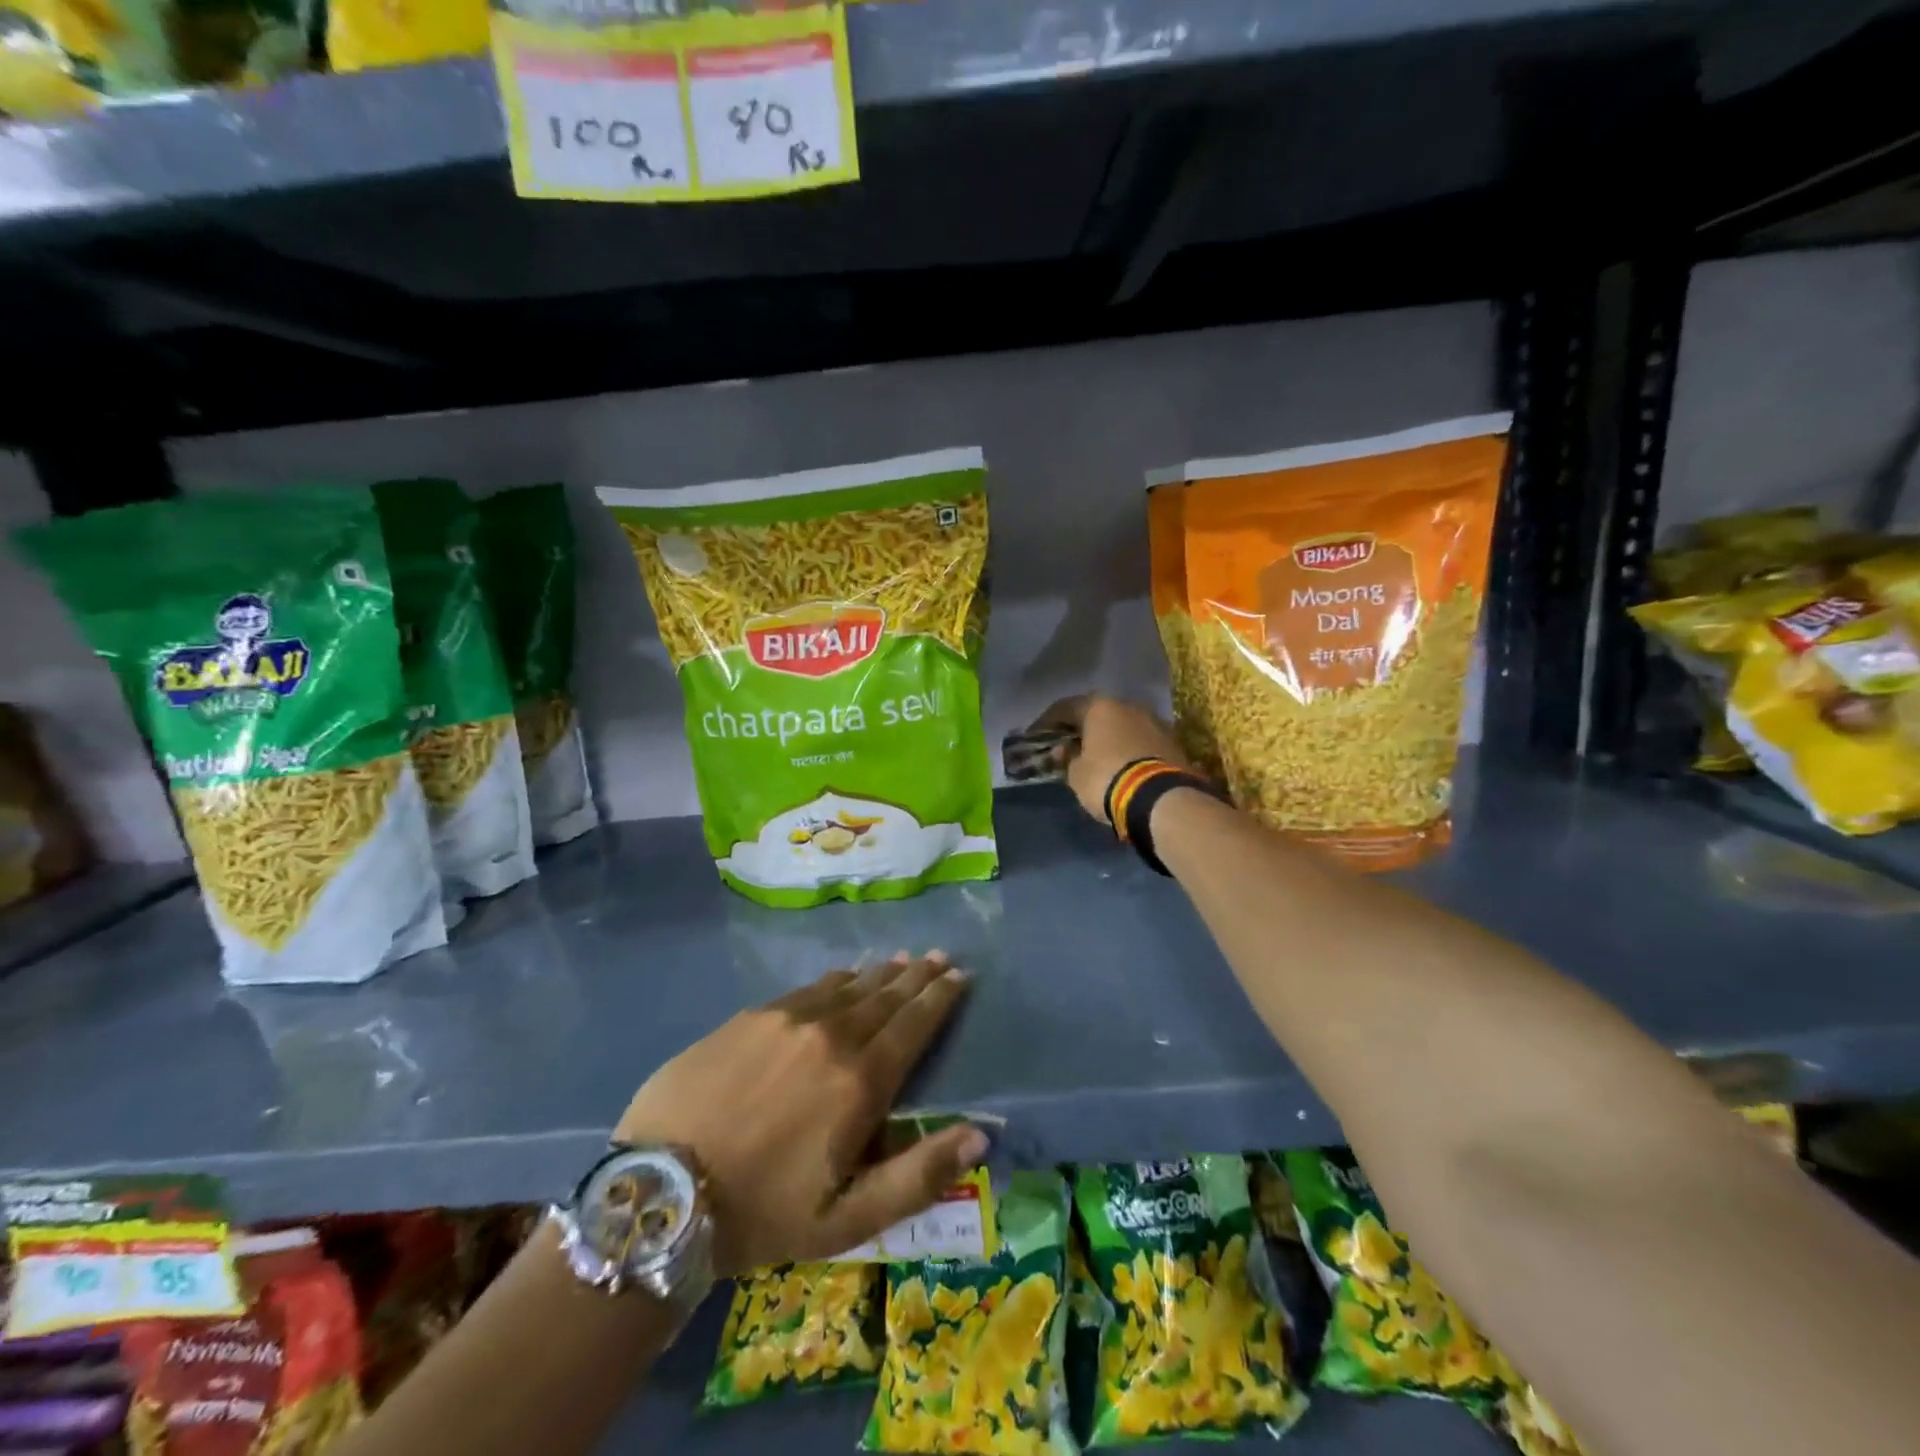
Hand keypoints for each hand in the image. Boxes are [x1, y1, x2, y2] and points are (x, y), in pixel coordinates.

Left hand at [614, 952, 982, 1276]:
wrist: (661, 1191)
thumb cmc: (762, 1213)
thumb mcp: (848, 1220)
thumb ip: (918, 1175)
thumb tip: (981, 1135)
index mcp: (860, 1082)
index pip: (913, 1026)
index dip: (940, 999)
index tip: (960, 975)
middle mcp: (831, 1036)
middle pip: (885, 997)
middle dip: (917, 977)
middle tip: (940, 956)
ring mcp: (788, 1019)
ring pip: (848, 986)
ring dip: (880, 973)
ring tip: (902, 959)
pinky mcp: (751, 1016)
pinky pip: (808, 988)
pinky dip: (835, 980)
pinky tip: (843, 974)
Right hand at [1033, 694, 1187, 824]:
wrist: (1162, 799)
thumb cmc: (1107, 779)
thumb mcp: (1076, 774)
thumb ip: (1067, 758)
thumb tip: (1064, 750)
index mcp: (1100, 707)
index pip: (1065, 708)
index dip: (1047, 722)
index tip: (1036, 736)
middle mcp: (1129, 706)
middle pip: (1098, 713)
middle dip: (1082, 728)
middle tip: (1067, 745)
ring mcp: (1155, 722)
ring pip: (1122, 726)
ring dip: (1108, 738)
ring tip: (1095, 757)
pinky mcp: (1172, 742)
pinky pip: (1140, 741)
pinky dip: (1127, 749)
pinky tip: (1120, 765)